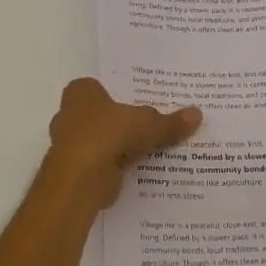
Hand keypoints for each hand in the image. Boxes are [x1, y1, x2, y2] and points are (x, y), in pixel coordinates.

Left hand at [44, 77, 200, 210]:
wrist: (81, 178)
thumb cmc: (109, 134)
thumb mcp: (149, 124)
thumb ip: (170, 122)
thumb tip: (197, 114)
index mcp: (81, 93)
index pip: (98, 87)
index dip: (117, 94)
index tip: (139, 103)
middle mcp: (68, 115)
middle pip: (100, 116)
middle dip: (119, 123)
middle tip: (149, 126)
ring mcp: (68, 145)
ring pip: (100, 141)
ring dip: (118, 148)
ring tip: (148, 151)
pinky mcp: (74, 171)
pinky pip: (100, 164)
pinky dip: (115, 168)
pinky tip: (137, 172)